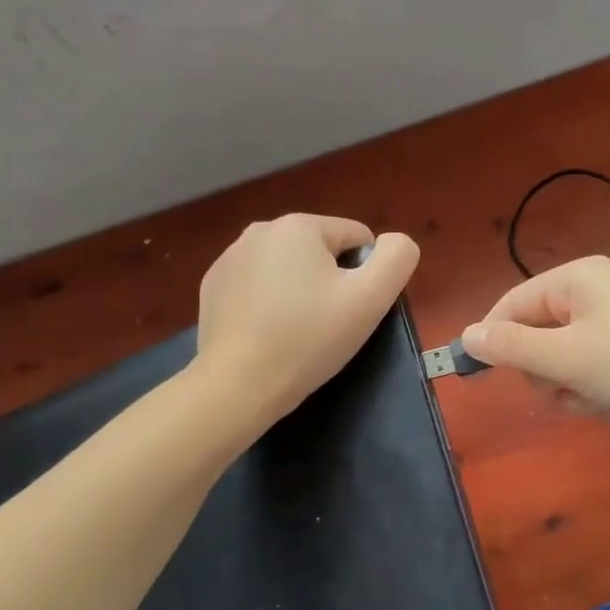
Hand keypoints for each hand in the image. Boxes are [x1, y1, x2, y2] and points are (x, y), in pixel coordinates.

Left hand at [196, 215, 419, 425]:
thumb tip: (394, 242)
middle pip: (321, 251)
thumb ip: (397, 258)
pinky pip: (257, 285)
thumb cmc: (309, 338)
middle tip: (326, 324)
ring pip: (288, 268)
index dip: (365, 276)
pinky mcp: (213, 286)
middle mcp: (260, 229)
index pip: (357, 239)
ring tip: (296, 332)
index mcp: (299, 225)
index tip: (351, 310)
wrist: (239, 384)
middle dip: (330, 281)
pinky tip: (267, 333)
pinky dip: (268, 302)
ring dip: (299, 291)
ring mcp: (230, 257)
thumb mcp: (371, 298)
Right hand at [460, 256, 609, 445]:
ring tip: (597, 398)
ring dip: (572, 385)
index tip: (480, 376)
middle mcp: (599, 290)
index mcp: (577, 278)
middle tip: (563, 387)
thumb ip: (511, 348)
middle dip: (544, 368)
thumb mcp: (565, 358)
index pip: (513, 303)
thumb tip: (466, 335)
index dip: (494, 339)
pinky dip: (599, 389)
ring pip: (568, 357)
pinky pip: (599, 368)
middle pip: (540, 331)